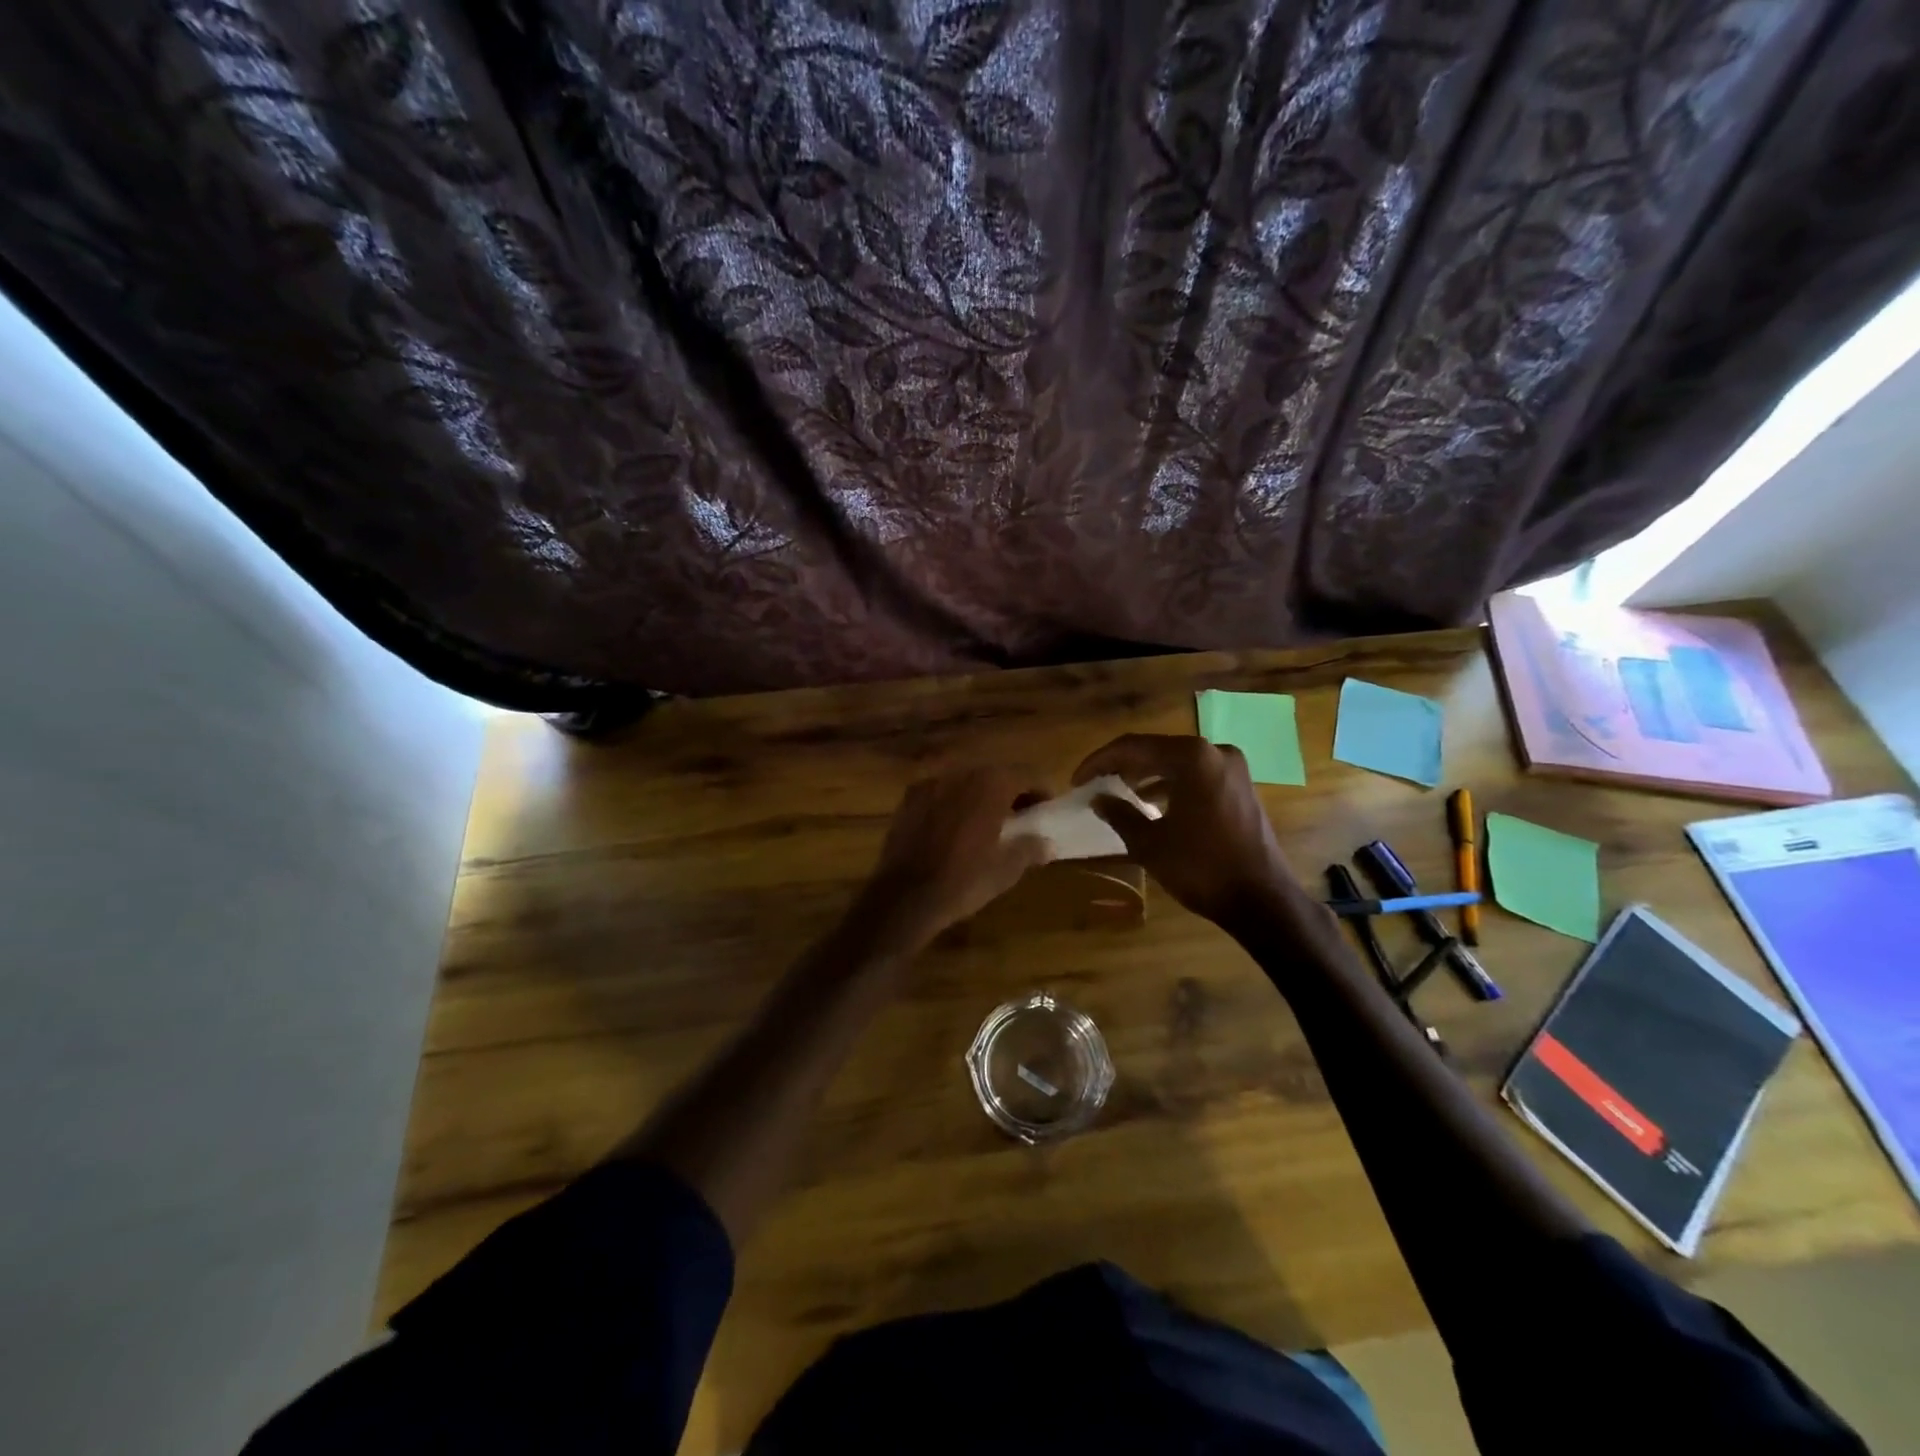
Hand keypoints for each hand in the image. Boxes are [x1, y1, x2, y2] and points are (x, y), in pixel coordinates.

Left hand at [854, 766, 1053, 950]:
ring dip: (980, 796)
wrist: (904, 896)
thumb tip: (1046, 843)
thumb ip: (1030, 848)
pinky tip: (953, 828)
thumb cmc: (963, 881)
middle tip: (1019, 817)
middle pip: (995, 775)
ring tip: (986, 823)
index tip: (1045, 810)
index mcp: (991, 785)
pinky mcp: (909, 798)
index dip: (1041, 791)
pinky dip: (953, 803)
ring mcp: (931, 783)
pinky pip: (941, 793)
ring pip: (966, 782)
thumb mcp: (1006, 870)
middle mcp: (961, 774)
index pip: (1026, 775)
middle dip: (1010, 792)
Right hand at [1073, 734, 1309, 927]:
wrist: (1262, 900)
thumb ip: (1119, 814)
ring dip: (1146, 775)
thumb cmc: (1200, 867)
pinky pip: (1196, 776)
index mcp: (1191, 757)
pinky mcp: (1241, 788)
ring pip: (1177, 763)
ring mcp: (1233, 769)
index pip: (1133, 747)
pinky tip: (1152, 805)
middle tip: (1094, 784)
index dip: (1099, 762)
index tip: (1077, 780)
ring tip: (1118, 793)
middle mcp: (1214, 752)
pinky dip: (1171, 785)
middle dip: (1122, 766)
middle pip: (1156, 750)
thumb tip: (1097, 799)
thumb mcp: (1149, 843)